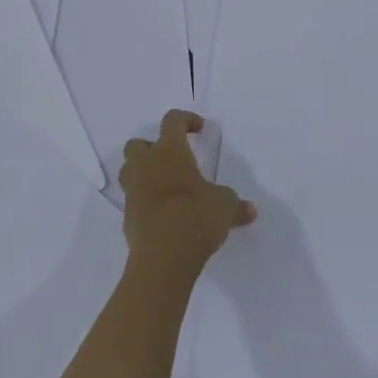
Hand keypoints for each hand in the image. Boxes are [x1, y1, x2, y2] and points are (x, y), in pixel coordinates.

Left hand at [120, 109, 255, 282]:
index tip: (199, 129)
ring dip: (143, 171)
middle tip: (173, 160)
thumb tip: (250, 210)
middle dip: (153, 147)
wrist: (163, 258)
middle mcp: (146, 165)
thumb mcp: (225, 207)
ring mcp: (133, 190)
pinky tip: (163, 212)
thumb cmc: (196, 218)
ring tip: (165, 185)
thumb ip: (236, 205)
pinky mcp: (127, 216)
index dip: (186, 120)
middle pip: (138, 143)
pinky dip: (144, 199)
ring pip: (129, 169)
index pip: (172, 121)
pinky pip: (133, 198)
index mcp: (170, 152)